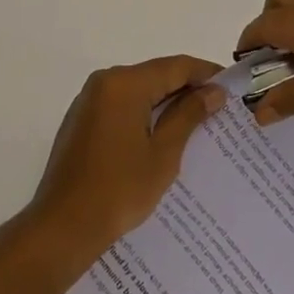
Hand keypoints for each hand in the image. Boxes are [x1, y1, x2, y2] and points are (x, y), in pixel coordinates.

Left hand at [27, 55, 224, 255]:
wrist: (62, 227)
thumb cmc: (119, 190)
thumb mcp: (163, 154)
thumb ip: (188, 115)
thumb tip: (214, 91)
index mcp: (124, 83)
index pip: (175, 66)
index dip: (205, 73)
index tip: (231, 86)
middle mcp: (104, 82)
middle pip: (155, 75)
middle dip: (186, 88)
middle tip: (218, 108)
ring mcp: (89, 101)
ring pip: (138, 91)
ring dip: (165, 103)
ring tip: (196, 124)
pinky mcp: (82, 121)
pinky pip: (121, 106)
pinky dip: (143, 114)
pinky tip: (162, 137)